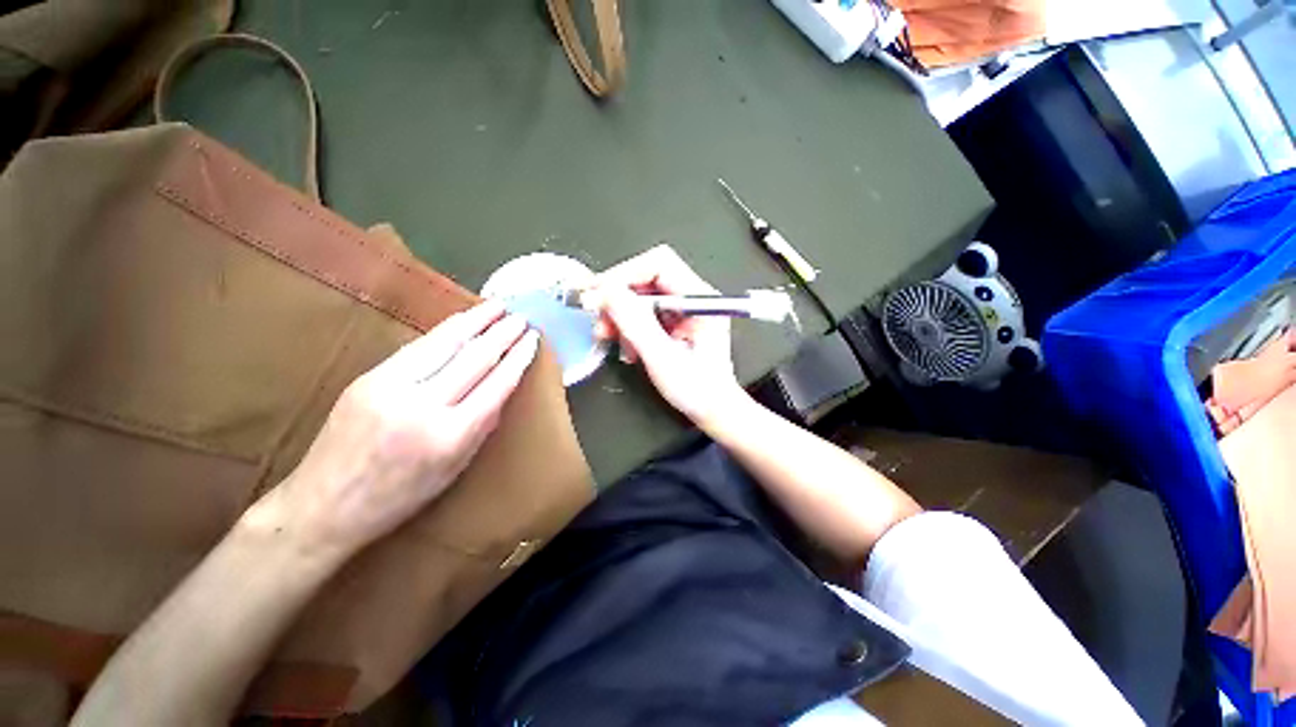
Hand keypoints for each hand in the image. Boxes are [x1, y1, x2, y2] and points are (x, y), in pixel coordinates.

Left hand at [261, 300, 539, 556]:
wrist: (324, 505)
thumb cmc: (401, 496)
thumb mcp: (455, 469)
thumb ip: (482, 425)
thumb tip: (501, 388)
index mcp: (450, 436)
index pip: (496, 384)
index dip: (518, 358)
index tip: (533, 339)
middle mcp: (422, 405)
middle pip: (473, 358)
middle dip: (502, 333)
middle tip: (521, 316)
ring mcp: (390, 387)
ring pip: (443, 343)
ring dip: (474, 321)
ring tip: (496, 306)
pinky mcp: (367, 377)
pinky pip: (416, 348)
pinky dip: (444, 332)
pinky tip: (460, 322)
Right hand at [589, 245, 748, 427]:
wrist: (713, 410)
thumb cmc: (696, 390)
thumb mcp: (662, 357)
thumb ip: (635, 323)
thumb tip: (606, 291)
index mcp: (701, 300)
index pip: (659, 265)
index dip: (625, 274)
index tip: (598, 294)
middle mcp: (694, 298)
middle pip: (648, 278)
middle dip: (619, 297)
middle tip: (599, 320)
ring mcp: (685, 310)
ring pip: (643, 296)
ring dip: (621, 314)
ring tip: (608, 337)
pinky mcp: (677, 322)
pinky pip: (645, 313)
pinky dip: (630, 326)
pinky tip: (626, 346)